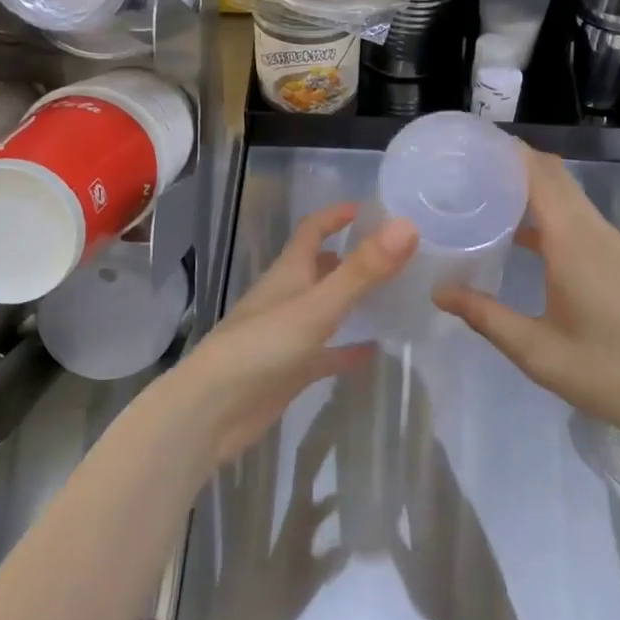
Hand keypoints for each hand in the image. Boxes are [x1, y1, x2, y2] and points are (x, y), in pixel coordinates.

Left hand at [170, 204, 417, 465]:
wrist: (212, 411)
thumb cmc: (261, 348)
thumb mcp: (317, 306)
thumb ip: (362, 270)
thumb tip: (407, 226)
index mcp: (288, 273)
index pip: (311, 231)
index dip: (335, 216)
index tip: (367, 208)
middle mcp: (286, 297)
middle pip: (319, 267)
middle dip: (349, 255)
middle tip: (392, 254)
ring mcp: (287, 335)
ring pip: (323, 308)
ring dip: (350, 299)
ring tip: (392, 296)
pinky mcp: (289, 370)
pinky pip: (325, 353)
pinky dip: (346, 349)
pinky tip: (373, 352)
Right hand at [434, 145, 619, 450]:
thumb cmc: (608, 373)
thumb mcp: (536, 351)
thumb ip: (485, 316)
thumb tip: (439, 291)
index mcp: (574, 242)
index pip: (540, 174)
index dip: (508, 152)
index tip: (470, 145)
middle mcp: (596, 232)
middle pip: (555, 177)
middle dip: (515, 163)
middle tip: (467, 169)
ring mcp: (614, 245)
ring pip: (569, 197)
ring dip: (533, 187)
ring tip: (486, 195)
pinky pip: (580, 218)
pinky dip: (549, 212)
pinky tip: (521, 237)